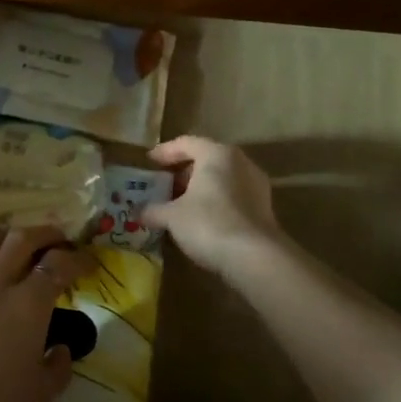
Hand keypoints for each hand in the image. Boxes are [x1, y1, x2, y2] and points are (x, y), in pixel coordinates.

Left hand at [0, 225, 95, 401]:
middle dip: (45, 233)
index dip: (77, 258)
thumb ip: (57, 367)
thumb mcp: (40, 395)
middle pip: (22, 238)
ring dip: (10, 238)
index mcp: (28, 304)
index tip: (88, 263)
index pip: (58, 264)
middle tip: (58, 239)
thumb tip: (60, 348)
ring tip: (20, 247)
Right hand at [143, 135, 284, 276]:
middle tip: (162, 186)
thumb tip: (137, 211)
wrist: (254, 257)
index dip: (164, 152)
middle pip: (206, 159)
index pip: (186, 143)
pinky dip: (214, 202)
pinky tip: (199, 220)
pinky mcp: (263, 208)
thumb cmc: (208, 223)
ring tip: (178, 205)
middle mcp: (240, 162)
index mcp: (217, 154)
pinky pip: (232, 196)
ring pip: (221, 179)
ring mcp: (255, 185)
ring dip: (198, 189)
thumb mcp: (172, 216)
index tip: (148, 162)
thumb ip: (153, 210)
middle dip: (182, 172)